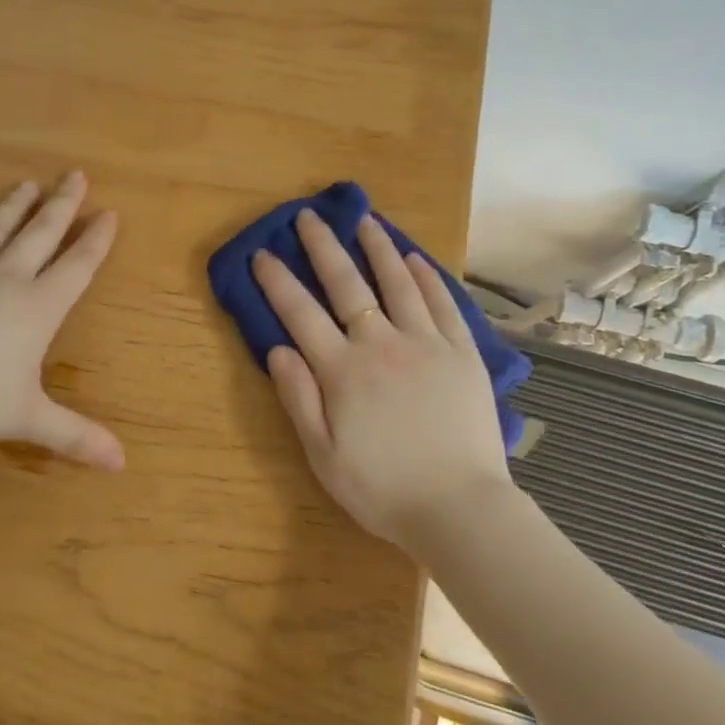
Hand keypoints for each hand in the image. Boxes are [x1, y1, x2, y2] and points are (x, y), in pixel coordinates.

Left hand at [0, 172, 123, 470]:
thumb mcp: (26, 419)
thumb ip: (75, 435)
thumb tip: (122, 463)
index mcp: (37, 307)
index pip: (77, 265)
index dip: (96, 239)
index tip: (110, 213)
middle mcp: (6, 280)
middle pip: (42, 232)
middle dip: (63, 203)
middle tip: (76, 175)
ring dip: (16, 205)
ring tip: (30, 184)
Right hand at [250, 209, 511, 550]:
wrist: (459, 508)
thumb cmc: (383, 489)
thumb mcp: (324, 457)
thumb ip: (299, 399)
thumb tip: (277, 349)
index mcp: (343, 371)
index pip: (301, 314)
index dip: (278, 282)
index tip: (262, 253)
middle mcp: (382, 344)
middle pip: (347, 285)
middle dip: (323, 247)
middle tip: (309, 216)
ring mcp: (426, 344)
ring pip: (398, 283)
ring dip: (378, 248)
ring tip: (365, 220)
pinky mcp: (462, 352)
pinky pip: (443, 304)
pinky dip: (427, 278)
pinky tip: (416, 259)